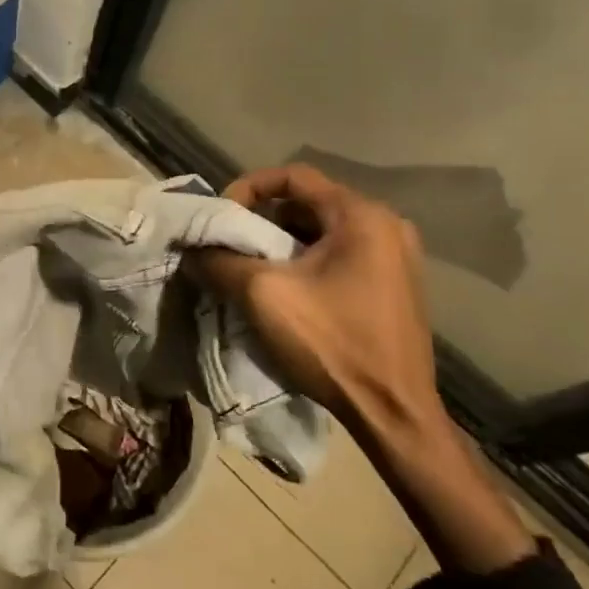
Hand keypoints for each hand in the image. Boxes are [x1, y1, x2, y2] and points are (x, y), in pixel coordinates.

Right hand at [194, 167, 532, 573]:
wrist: (393, 412)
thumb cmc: (332, 343)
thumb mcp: (262, 294)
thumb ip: (221, 262)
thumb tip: (192, 250)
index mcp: (361, 216)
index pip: (293, 176)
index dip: (248, 188)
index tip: (222, 217)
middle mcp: (386, 224)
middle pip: (308, 202)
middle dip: (263, 219)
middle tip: (232, 244)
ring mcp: (396, 255)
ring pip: (322, 230)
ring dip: (282, 241)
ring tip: (252, 268)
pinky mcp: (395, 283)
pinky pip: (340, 253)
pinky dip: (306, 260)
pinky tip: (286, 289)